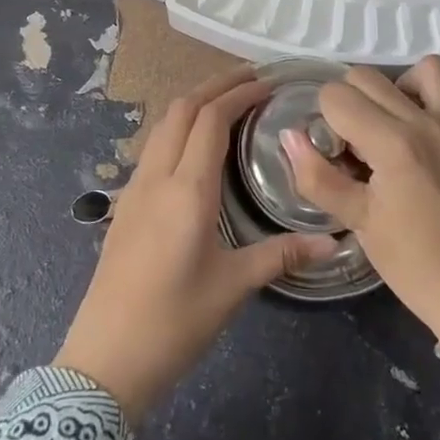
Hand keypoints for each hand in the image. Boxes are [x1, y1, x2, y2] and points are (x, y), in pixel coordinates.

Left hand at [55, 67, 339, 420]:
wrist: (105, 361)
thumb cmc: (174, 322)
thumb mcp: (233, 287)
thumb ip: (282, 255)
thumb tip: (334, 242)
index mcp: (186, 190)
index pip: (210, 119)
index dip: (238, 93)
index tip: (268, 83)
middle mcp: (156, 177)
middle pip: (181, 110)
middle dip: (215, 86)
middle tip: (252, 79)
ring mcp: (134, 189)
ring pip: (162, 125)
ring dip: (193, 104)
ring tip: (227, 102)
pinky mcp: (125, 205)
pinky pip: (153, 147)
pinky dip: (178, 127)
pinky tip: (195, 146)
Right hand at [285, 56, 439, 355]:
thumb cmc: (411, 262)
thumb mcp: (356, 221)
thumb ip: (317, 175)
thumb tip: (289, 136)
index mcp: (392, 144)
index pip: (337, 96)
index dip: (324, 120)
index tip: (333, 153)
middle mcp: (425, 121)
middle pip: (367, 77)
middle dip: (348, 103)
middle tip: (354, 144)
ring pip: (418, 68)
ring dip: (394, 87)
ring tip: (387, 123)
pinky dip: (427, 94)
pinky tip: (416, 128)